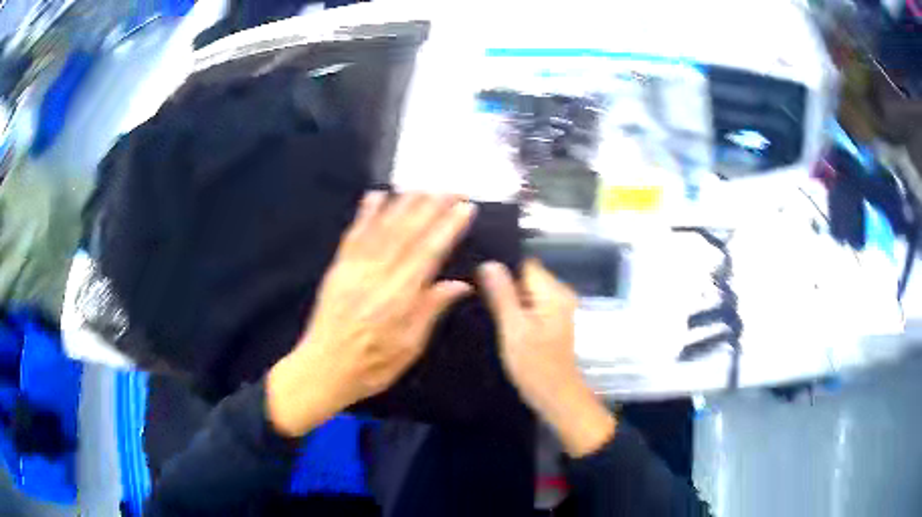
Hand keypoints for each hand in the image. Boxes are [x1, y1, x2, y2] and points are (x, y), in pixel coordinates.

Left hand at [267, 192, 475, 436]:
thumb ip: (431, 311)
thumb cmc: (371, 366)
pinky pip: (353, 235)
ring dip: (403, 204)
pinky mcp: (338, 268)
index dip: (449, 228)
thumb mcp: (409, 348)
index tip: (465, 208)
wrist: (323, 368)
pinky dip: (365, 213)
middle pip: (407, 233)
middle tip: (451, 188)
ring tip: (422, 187)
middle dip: (431, 207)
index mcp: (399, 298)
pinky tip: (375, 195)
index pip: (429, 253)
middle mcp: (377, 276)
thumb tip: (460, 285)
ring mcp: (354, 269)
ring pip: (382, 228)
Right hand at [478, 260, 615, 456]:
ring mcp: (557, 307)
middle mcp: (559, 293)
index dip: (500, 265)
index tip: (475, 272)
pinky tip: (496, 315)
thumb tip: (489, 263)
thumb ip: (502, 295)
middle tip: (473, 289)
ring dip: (506, 295)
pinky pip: (529, 303)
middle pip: (525, 274)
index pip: (524, 262)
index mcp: (553, 291)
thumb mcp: (513, 329)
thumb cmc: (535, 365)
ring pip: (525, 289)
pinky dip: (514, 307)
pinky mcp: (551, 320)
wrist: (556, 396)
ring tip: (479, 300)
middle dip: (501, 281)